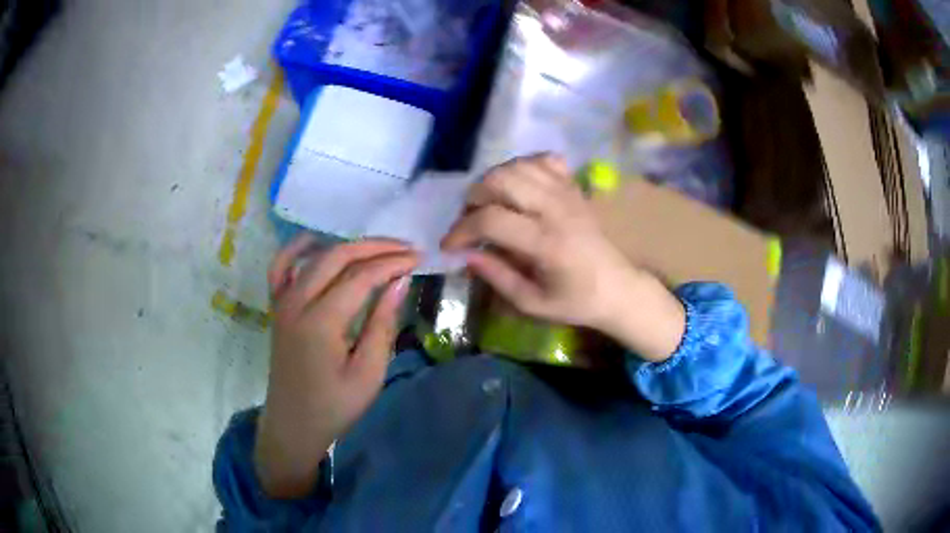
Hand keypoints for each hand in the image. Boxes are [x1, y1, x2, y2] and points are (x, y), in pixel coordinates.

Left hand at [255, 235, 417, 498]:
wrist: (293, 424)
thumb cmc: (335, 406)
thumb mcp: (368, 374)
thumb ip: (382, 324)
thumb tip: (399, 282)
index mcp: (321, 322)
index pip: (361, 277)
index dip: (392, 263)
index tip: (419, 258)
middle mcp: (297, 302)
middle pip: (337, 256)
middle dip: (375, 247)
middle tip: (406, 249)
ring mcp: (282, 302)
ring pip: (314, 255)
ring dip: (347, 246)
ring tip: (376, 248)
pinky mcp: (277, 307)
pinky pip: (281, 266)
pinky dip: (299, 249)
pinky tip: (319, 244)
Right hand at [441, 154, 684, 361]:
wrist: (619, 288)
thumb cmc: (576, 302)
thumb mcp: (532, 303)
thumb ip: (497, 276)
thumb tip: (465, 255)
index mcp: (546, 243)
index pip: (490, 220)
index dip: (460, 230)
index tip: (448, 246)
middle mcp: (556, 209)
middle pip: (501, 180)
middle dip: (473, 197)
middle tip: (470, 220)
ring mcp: (568, 193)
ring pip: (518, 165)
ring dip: (494, 180)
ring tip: (489, 203)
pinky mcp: (575, 188)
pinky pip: (544, 160)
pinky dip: (524, 166)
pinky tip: (518, 187)